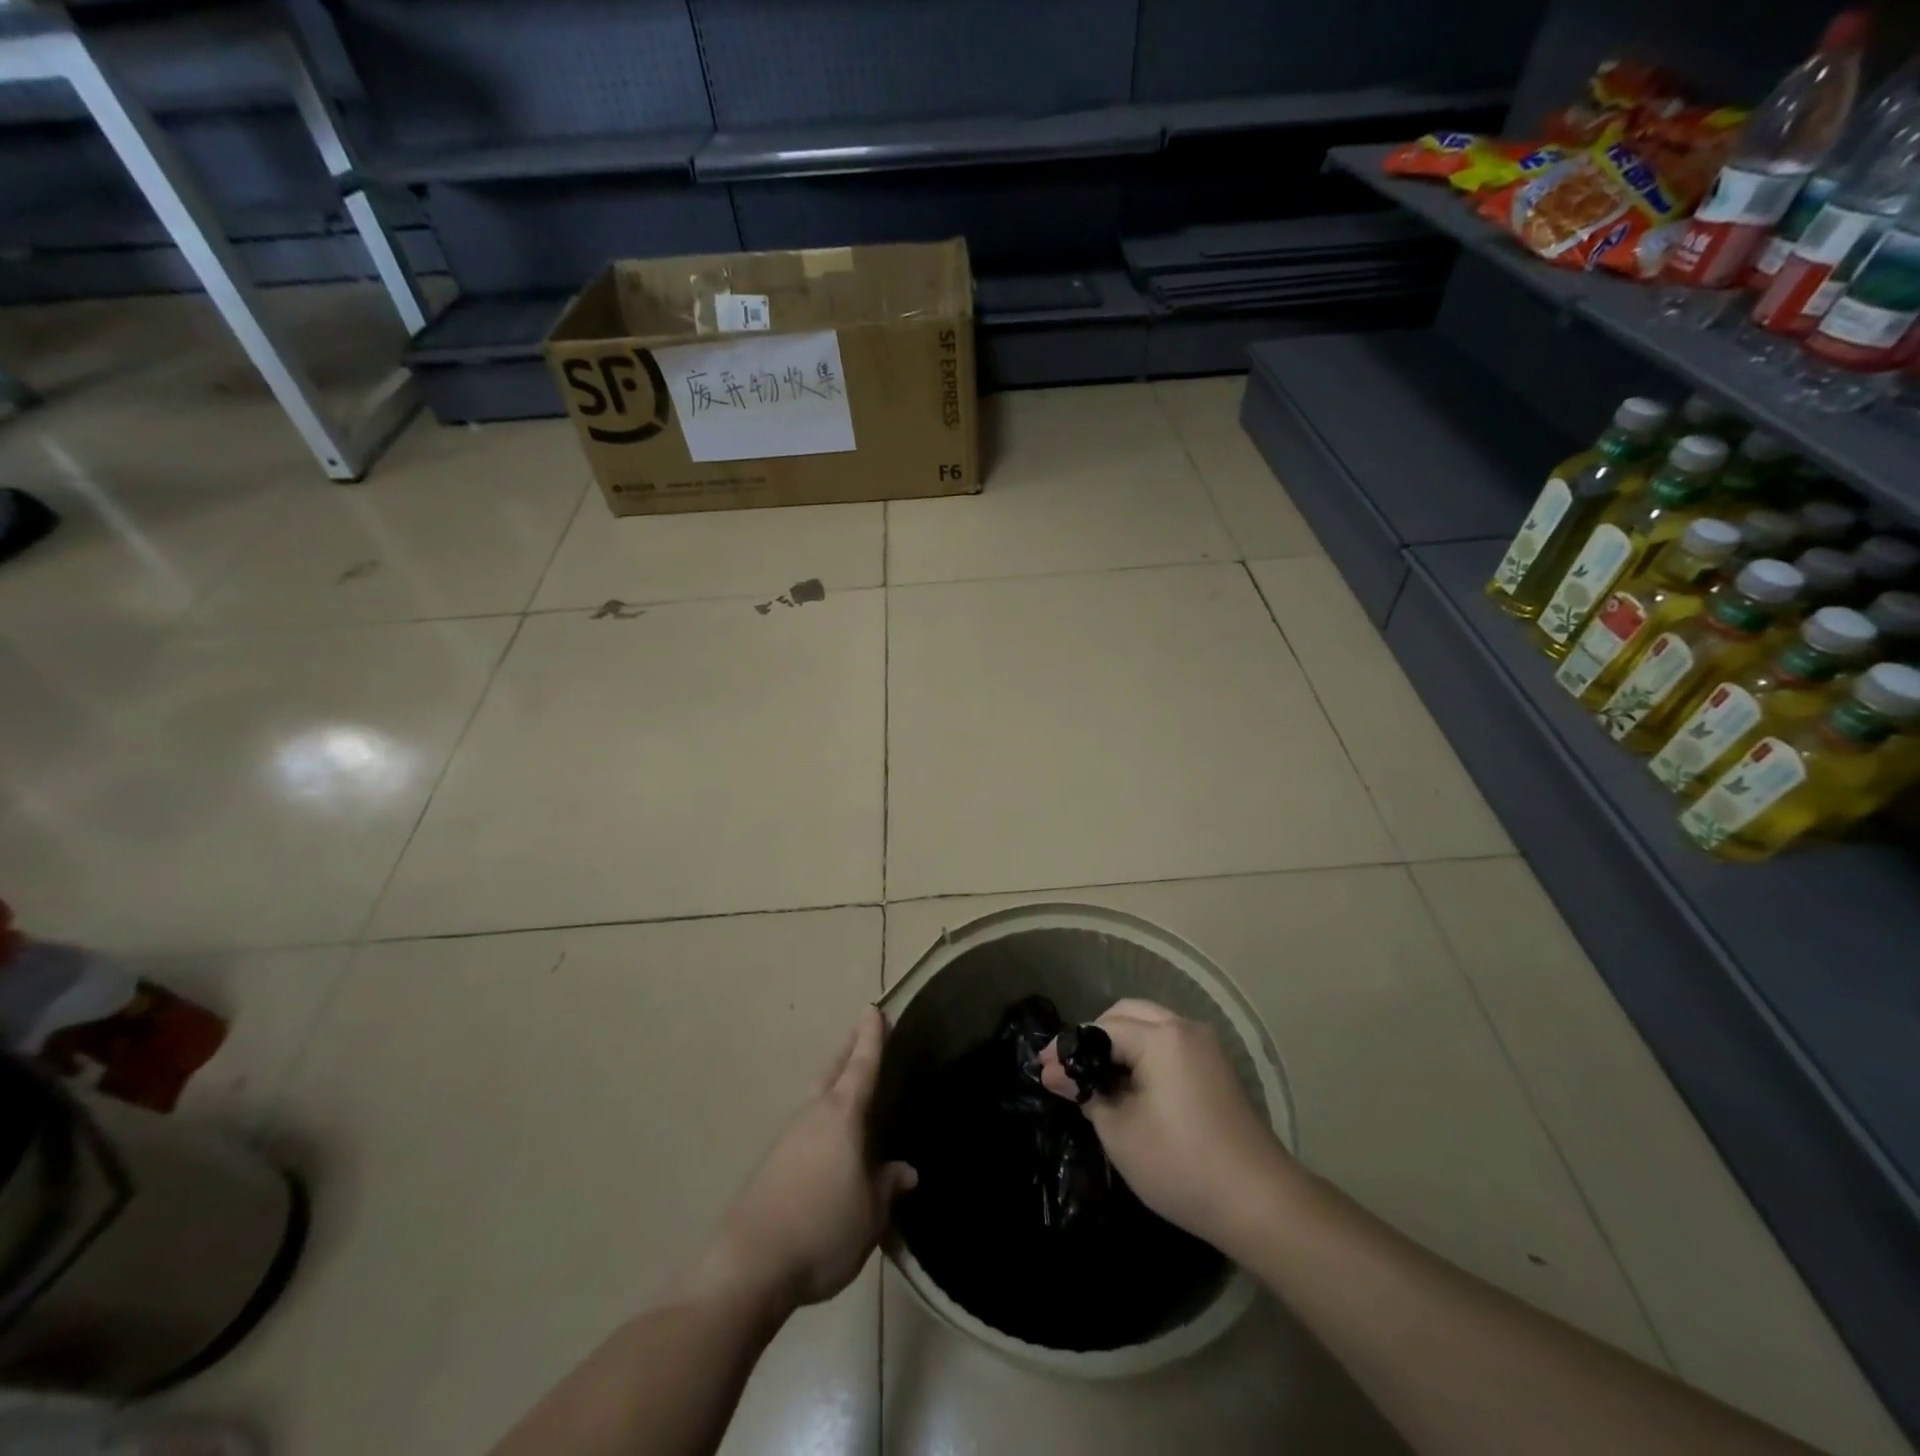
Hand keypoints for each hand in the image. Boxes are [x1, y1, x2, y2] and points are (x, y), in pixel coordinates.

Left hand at [695, 1007, 916, 1311]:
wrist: (749, 1264)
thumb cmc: (822, 1229)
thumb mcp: (870, 1214)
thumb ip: (887, 1186)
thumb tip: (905, 1171)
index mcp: (842, 1116)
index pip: (862, 1066)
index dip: (871, 1038)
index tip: (874, 1008)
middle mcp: (813, 1115)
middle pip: (833, 1070)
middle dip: (849, 1048)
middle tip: (862, 1029)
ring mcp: (788, 1137)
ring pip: (816, 1095)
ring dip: (833, 1080)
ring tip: (849, 1081)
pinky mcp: (772, 1164)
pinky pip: (806, 1124)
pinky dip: (821, 1114)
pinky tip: (828, 1137)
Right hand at [1039, 999, 1290, 1256]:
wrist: (1260, 1203)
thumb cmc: (1181, 1164)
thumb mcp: (1119, 1131)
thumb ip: (1085, 1093)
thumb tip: (1053, 1073)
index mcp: (1160, 1036)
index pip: (1101, 1028)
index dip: (1068, 1047)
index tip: (1040, 1068)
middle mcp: (1184, 1027)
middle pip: (1127, 1014)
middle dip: (1094, 1036)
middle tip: (1069, 1069)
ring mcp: (1206, 1045)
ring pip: (1150, 1025)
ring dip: (1120, 1043)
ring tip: (1096, 1078)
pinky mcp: (1217, 1067)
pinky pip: (1169, 1043)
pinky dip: (1144, 1053)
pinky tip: (1130, 1084)